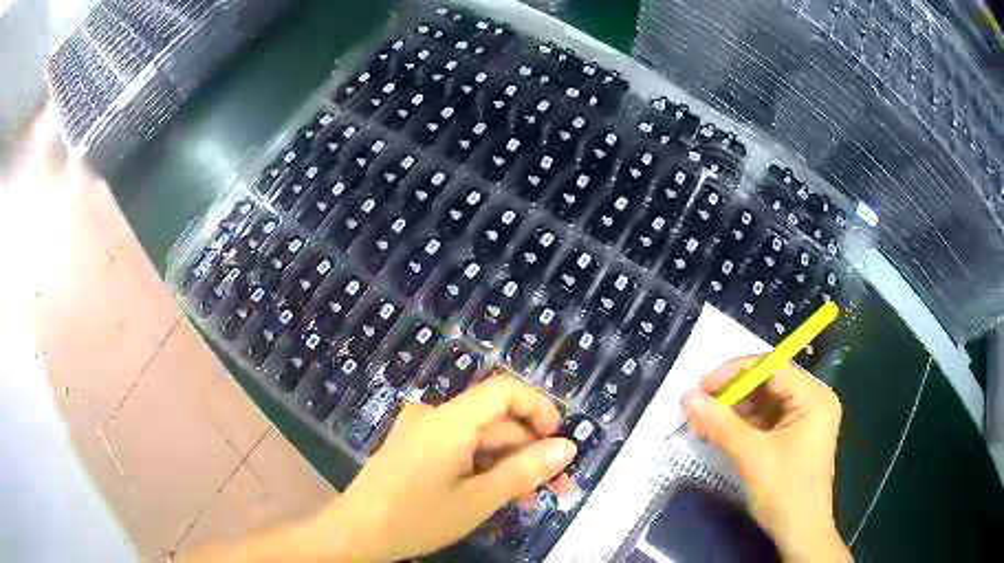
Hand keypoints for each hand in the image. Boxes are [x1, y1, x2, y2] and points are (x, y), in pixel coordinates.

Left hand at [308, 375, 577, 561]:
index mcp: (449, 421)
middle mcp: (434, 416)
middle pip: (494, 421)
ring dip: (506, 464)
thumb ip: (524, 472)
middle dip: (528, 452)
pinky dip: (481, 467)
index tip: (559, 443)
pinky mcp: (413, 447)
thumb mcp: (477, 500)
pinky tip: (493, 495)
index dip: (539, 408)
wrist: (355, 533)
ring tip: (526, 500)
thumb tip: (567, 447)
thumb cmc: (416, 518)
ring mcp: (420, 431)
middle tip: (554, 489)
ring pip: (478, 438)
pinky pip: (458, 448)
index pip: (504, 389)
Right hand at [684, 357, 849, 562]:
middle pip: (768, 383)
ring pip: (765, 402)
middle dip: (732, 394)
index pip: (772, 368)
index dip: (734, 373)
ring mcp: (805, 419)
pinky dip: (743, 425)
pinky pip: (766, 420)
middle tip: (699, 406)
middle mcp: (813, 400)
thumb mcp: (751, 456)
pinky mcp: (795, 436)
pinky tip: (720, 433)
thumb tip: (687, 397)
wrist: (800, 533)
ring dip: (734, 411)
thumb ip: (720, 424)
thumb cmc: (784, 492)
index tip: (701, 387)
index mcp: (814, 397)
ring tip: (704, 422)